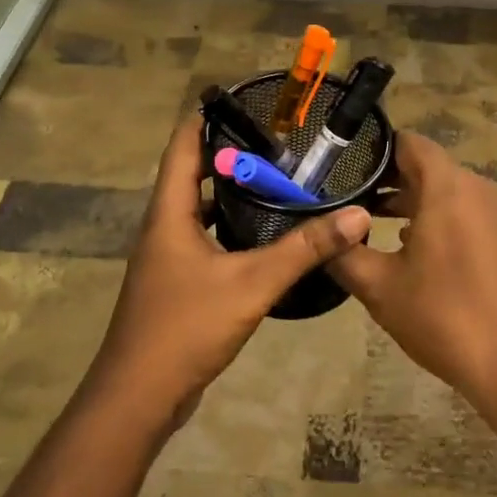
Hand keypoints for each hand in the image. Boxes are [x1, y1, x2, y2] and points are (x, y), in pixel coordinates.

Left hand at [90, 119, 371, 425]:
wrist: (139, 396)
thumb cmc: (186, 327)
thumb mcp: (252, 283)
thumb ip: (304, 249)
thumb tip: (356, 216)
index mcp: (169, 214)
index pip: (181, 146)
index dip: (206, 118)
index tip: (241, 99)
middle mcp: (162, 228)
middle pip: (190, 174)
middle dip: (228, 153)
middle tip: (275, 141)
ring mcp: (167, 258)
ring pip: (198, 209)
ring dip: (229, 191)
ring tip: (275, 180)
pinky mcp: (176, 284)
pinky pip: (204, 238)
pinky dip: (230, 226)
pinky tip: (262, 235)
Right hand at [330, 132, 496, 412]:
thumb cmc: (446, 317)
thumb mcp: (381, 288)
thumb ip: (344, 254)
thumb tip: (321, 235)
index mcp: (447, 186)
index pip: (407, 142)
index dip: (372, 150)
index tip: (339, 166)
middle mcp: (476, 189)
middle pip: (425, 167)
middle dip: (385, 180)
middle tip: (343, 198)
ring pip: (444, 194)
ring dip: (408, 204)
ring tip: (367, 225)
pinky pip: (463, 215)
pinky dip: (434, 222)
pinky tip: (408, 253)